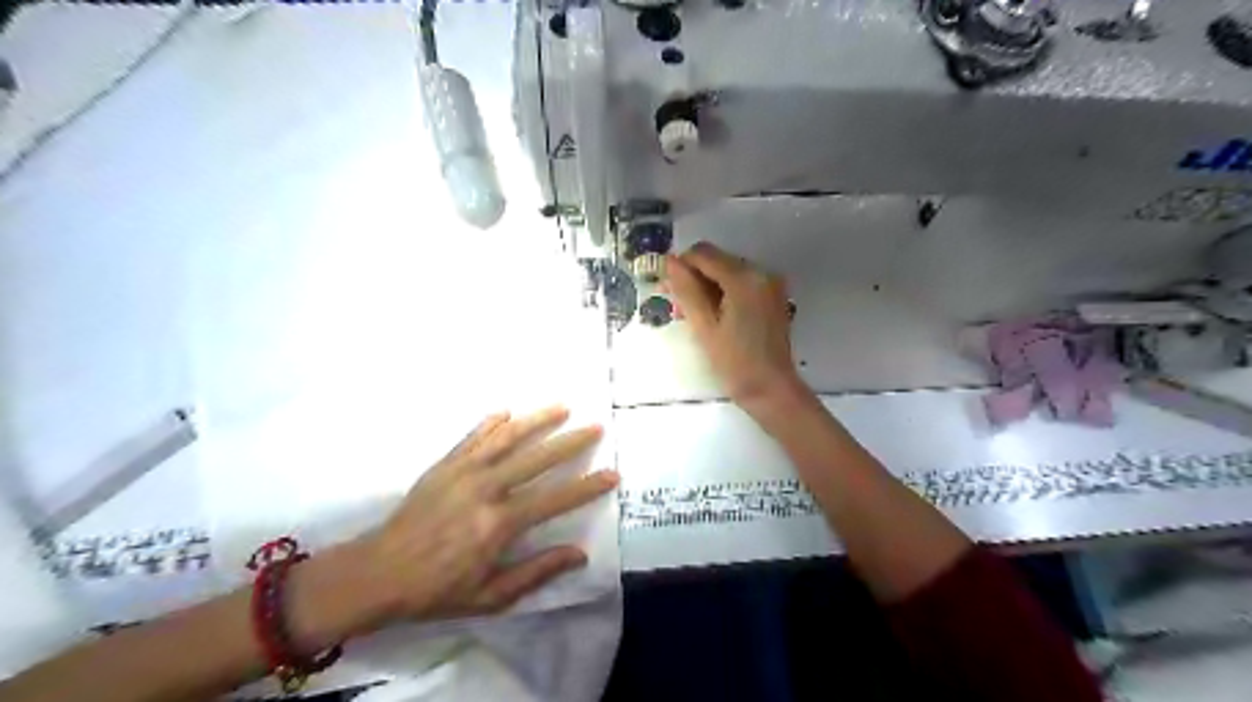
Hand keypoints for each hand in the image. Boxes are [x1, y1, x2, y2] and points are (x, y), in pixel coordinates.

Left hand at [358, 409, 617, 622]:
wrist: (377, 573)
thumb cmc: (436, 590)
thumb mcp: (490, 596)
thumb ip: (536, 572)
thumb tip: (578, 554)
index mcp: (499, 524)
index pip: (555, 499)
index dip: (587, 486)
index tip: (611, 474)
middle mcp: (486, 489)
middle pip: (537, 459)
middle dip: (571, 442)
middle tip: (596, 427)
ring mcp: (463, 472)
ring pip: (507, 438)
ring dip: (537, 420)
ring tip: (562, 406)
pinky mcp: (444, 465)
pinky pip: (473, 437)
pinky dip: (491, 423)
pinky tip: (506, 412)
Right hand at [665, 242, 800, 410]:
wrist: (771, 388)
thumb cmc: (734, 362)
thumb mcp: (704, 326)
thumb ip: (686, 290)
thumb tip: (670, 262)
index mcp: (744, 278)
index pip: (703, 254)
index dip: (681, 266)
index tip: (667, 289)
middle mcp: (761, 272)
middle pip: (717, 260)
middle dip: (694, 277)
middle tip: (677, 306)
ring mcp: (770, 284)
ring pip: (728, 271)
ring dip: (708, 286)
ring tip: (693, 314)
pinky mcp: (773, 296)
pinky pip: (742, 283)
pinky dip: (724, 292)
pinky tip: (715, 315)